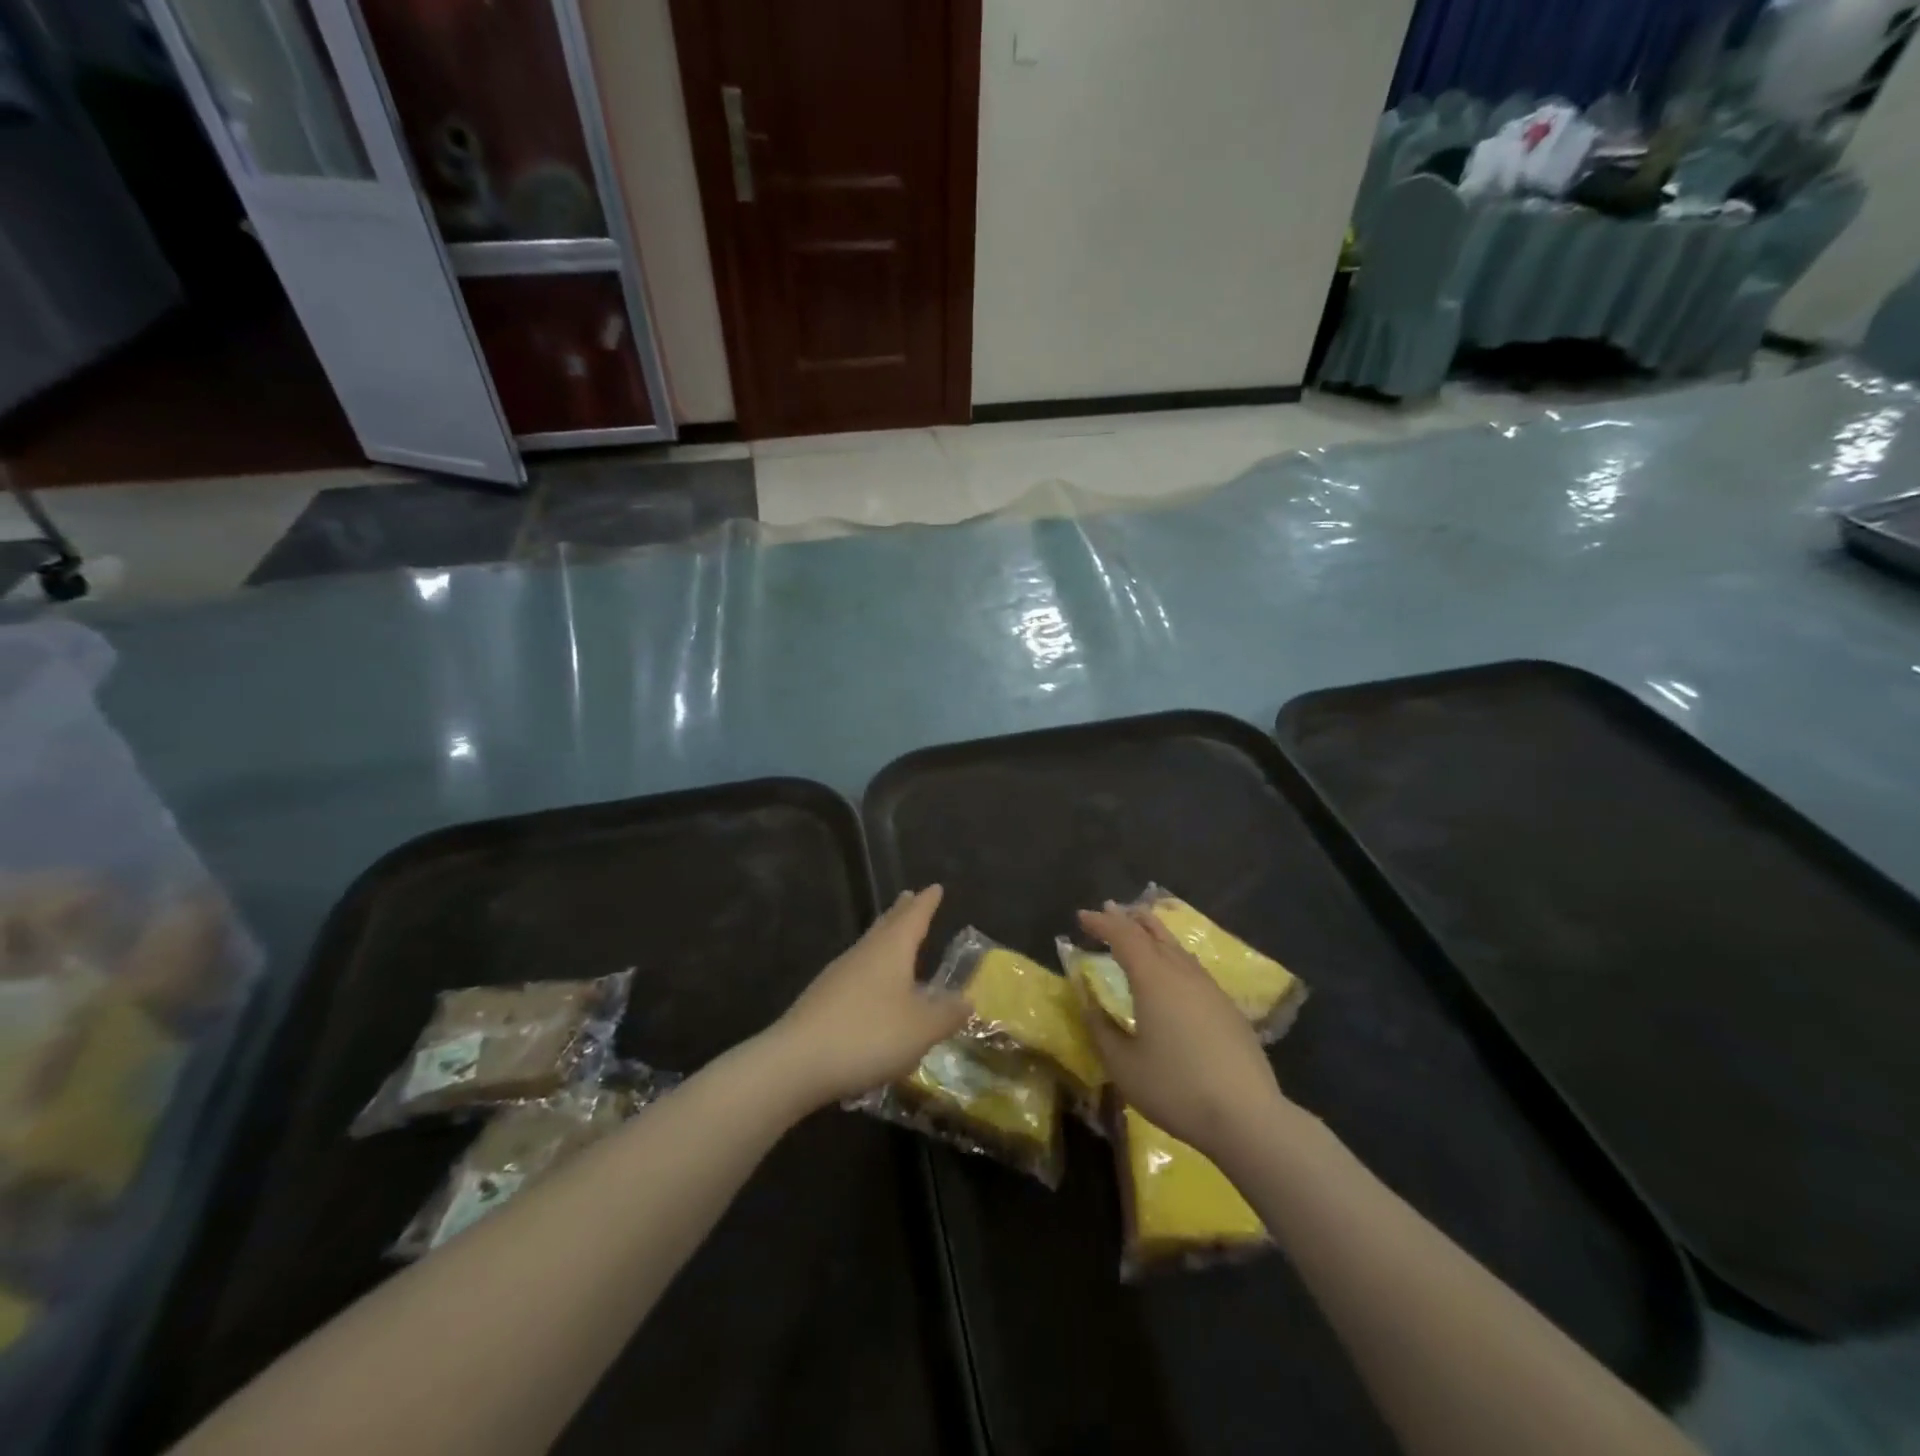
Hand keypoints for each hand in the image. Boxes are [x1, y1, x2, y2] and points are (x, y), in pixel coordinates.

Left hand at [770, 886, 967, 1107]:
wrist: (797, 1062)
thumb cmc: (869, 1035)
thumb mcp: (921, 1029)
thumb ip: (947, 1014)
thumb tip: (967, 999)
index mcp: (891, 949)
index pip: (914, 917)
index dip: (927, 904)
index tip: (935, 887)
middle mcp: (864, 953)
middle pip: (885, 925)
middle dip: (901, 912)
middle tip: (910, 896)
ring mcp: (838, 975)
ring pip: (868, 946)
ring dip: (884, 937)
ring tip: (894, 937)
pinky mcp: (822, 999)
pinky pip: (855, 972)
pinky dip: (871, 967)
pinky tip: (872, 986)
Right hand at [1077, 902, 1292, 1165]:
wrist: (1247, 1116)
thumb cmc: (1175, 1088)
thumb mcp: (1123, 1064)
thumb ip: (1101, 1027)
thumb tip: (1087, 1000)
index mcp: (1153, 978)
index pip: (1123, 936)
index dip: (1101, 923)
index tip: (1082, 916)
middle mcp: (1181, 973)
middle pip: (1153, 932)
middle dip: (1128, 919)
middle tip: (1109, 909)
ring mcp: (1209, 988)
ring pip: (1176, 947)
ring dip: (1153, 932)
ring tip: (1140, 927)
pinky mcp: (1227, 1007)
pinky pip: (1192, 966)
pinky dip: (1172, 954)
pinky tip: (1173, 969)